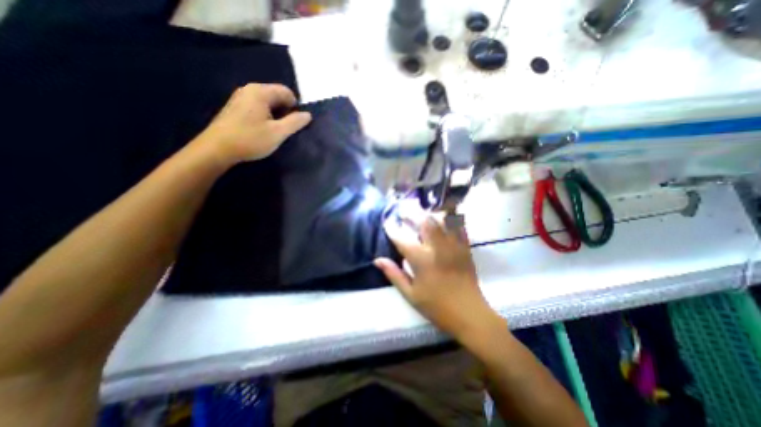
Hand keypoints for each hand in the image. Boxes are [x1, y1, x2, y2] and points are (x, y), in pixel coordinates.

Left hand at [193, 82, 312, 163]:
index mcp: (260, 92)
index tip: (296, 123)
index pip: (286, 92)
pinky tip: (263, 130)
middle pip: (276, 95)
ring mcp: (240, 98)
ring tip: (276, 131)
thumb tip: (308, 115)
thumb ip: (295, 122)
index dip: (296, 107)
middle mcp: (249, 90)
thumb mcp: (278, 133)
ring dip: (276, 115)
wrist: (217, 149)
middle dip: (286, 111)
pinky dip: (265, 116)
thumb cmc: (250, 139)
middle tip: (287, 129)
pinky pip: (257, 107)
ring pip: (267, 102)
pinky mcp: (235, 108)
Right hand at [374, 216, 503, 339]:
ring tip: (421, 212)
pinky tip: (442, 217)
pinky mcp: (465, 247)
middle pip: (423, 221)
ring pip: (442, 219)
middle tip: (403, 211)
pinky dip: (449, 218)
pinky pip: (458, 225)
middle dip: (411, 213)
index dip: (392, 229)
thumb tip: (377, 260)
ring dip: (429, 213)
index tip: (387, 223)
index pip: (402, 238)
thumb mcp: (410, 294)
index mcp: (421, 261)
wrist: (469, 314)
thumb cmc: (436, 306)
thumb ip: (393, 274)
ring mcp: (453, 245)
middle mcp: (437, 248)